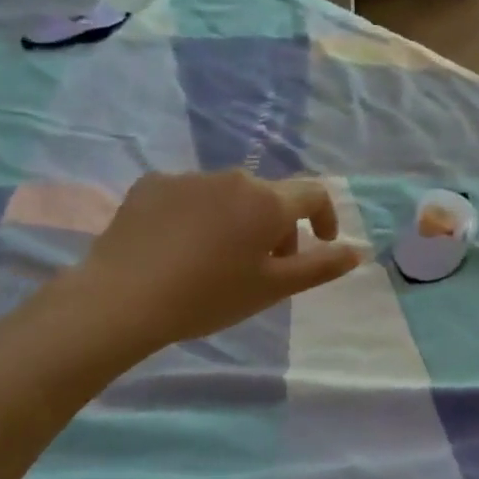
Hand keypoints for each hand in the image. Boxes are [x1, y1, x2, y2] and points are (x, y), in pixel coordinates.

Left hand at [70, 170, 363, 359]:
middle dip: (276, 228)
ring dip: (236, 221)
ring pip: (228, 196)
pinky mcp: (151, 185)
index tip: (320, 243)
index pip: (313, 194)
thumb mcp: (273, 289)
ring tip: (215, 261)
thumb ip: (320, 267)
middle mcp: (232, 178)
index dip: (325, 217)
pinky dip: (196, 216)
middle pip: (269, 197)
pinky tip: (178, 249)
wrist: (121, 300)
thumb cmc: (208, 297)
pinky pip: (189, 196)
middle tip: (262, 268)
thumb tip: (356, 251)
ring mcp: (188, 178)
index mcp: (267, 201)